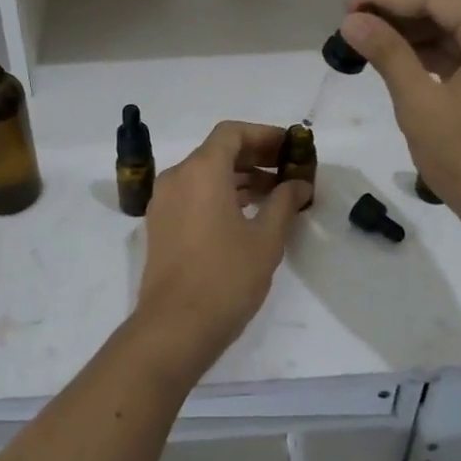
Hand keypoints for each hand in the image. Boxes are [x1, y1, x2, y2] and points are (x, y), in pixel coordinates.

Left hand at [132, 121, 311, 380]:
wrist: (174, 327)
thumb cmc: (226, 277)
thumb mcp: (266, 239)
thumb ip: (284, 203)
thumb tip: (299, 184)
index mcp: (201, 171)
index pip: (232, 133)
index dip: (264, 135)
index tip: (290, 148)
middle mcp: (177, 177)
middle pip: (218, 151)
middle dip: (255, 156)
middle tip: (288, 170)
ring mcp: (164, 202)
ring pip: (205, 174)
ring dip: (239, 178)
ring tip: (276, 195)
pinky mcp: (161, 225)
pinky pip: (193, 195)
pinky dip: (220, 195)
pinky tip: (248, 215)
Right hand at [339, 0, 460, 255]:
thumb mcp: (420, 104)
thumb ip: (387, 54)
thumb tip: (352, 20)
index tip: (348, 6)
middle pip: (450, 12)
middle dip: (400, 15)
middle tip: (352, 23)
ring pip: (459, 35)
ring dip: (415, 37)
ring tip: (369, 41)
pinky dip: (435, 58)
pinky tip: (402, 64)